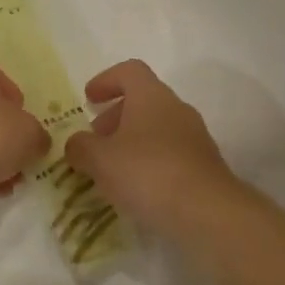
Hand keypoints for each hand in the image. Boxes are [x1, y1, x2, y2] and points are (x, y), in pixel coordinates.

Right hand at [64, 60, 241, 233]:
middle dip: (115, 117)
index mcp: (151, 96)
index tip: (88, 99)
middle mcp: (176, 109)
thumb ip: (81, 147)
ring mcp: (195, 137)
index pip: (129, 71)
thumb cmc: (148, 173)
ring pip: (157, 128)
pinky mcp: (204, 166)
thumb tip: (75, 144)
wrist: (209, 213)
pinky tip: (137, 188)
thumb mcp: (100, 160)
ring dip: (132, 141)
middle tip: (95, 140)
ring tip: (112, 169)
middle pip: (143, 100)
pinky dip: (150, 162)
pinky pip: (170, 153)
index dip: (106, 80)